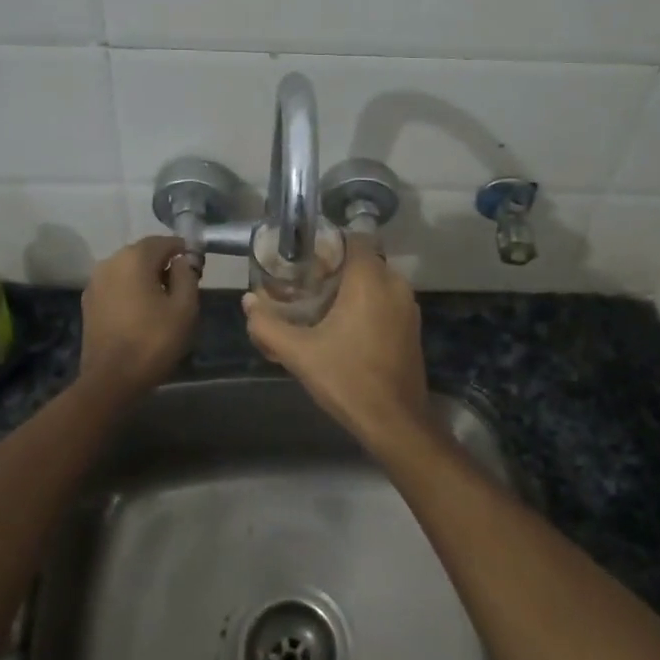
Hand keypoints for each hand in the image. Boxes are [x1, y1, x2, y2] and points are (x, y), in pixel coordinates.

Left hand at [80, 236, 199, 390]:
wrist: (110, 380)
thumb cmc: (153, 341)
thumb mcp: (185, 307)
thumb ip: (187, 275)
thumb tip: (182, 260)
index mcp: (135, 258)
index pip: (165, 242)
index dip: (184, 251)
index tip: (197, 268)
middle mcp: (110, 262)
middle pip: (144, 253)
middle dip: (164, 263)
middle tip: (183, 286)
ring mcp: (95, 282)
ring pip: (128, 269)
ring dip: (146, 277)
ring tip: (162, 301)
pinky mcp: (88, 302)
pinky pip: (116, 285)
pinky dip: (130, 290)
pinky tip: (141, 311)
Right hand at [243, 241, 428, 445]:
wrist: (395, 421)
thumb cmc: (348, 379)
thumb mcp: (299, 353)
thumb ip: (268, 325)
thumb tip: (248, 301)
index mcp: (370, 279)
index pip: (353, 238)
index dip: (328, 243)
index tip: (304, 258)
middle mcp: (394, 283)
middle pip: (362, 259)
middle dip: (335, 267)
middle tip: (305, 283)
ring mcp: (408, 306)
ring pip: (375, 280)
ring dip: (351, 286)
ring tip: (320, 305)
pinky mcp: (411, 326)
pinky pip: (386, 299)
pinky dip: (367, 303)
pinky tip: (344, 326)